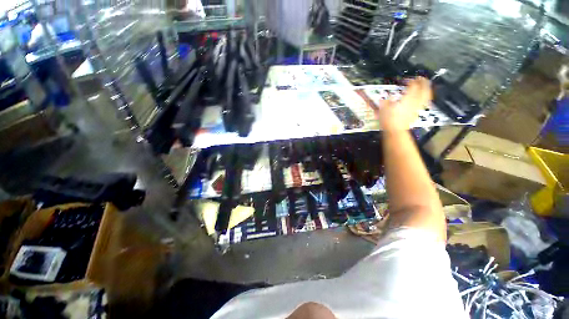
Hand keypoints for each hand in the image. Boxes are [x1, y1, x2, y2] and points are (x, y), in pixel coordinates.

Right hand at [376, 77, 431, 131]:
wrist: (395, 130)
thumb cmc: (389, 119)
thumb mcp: (383, 108)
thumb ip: (386, 100)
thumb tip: (386, 96)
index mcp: (407, 98)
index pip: (413, 85)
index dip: (410, 81)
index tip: (405, 80)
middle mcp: (415, 101)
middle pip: (424, 88)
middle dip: (422, 81)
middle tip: (419, 78)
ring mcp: (418, 106)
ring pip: (427, 94)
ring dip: (427, 88)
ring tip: (425, 85)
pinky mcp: (417, 111)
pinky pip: (425, 101)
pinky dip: (425, 96)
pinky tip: (423, 96)